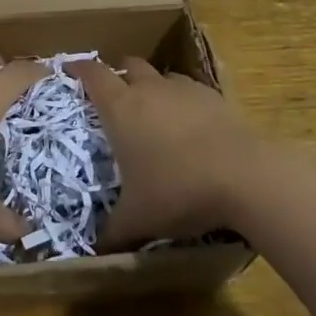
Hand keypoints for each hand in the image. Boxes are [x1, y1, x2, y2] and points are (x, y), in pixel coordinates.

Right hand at [69, 58, 268, 247]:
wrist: (245, 176)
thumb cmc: (178, 191)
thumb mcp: (138, 219)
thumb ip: (112, 232)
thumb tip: (95, 250)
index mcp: (121, 108)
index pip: (93, 75)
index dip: (79, 69)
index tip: (70, 70)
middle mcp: (150, 90)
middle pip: (129, 65)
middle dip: (119, 75)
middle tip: (114, 96)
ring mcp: (185, 90)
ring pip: (162, 76)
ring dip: (153, 86)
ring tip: (153, 111)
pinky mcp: (216, 97)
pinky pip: (191, 90)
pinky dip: (183, 101)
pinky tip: (190, 126)